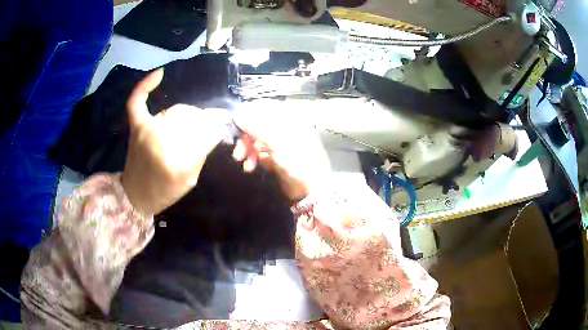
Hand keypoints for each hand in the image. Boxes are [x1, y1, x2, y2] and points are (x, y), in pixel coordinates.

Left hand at [121, 69, 229, 215]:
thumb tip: (217, 125)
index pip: (208, 132)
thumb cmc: (166, 191)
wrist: (136, 195)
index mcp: (179, 161)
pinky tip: (160, 74)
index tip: (222, 126)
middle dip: (204, 123)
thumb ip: (203, 151)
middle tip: (204, 132)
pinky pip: (138, 101)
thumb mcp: (191, 179)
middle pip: (194, 118)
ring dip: (188, 116)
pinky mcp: (137, 125)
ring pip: (178, 111)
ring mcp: (147, 130)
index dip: (217, 127)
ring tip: (188, 126)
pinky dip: (146, 86)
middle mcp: (162, 141)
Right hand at [232, 103, 330, 201]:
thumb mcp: (276, 140)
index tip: (235, 127)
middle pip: (257, 124)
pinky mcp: (276, 156)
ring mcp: (280, 142)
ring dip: (247, 150)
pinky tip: (250, 167)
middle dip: (245, 138)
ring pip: (256, 139)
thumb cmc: (297, 160)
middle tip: (238, 153)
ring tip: (245, 164)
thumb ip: (255, 125)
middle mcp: (284, 126)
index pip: (262, 107)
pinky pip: (259, 152)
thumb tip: (236, 112)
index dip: (246, 115)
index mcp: (288, 117)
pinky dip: (253, 158)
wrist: (311, 189)